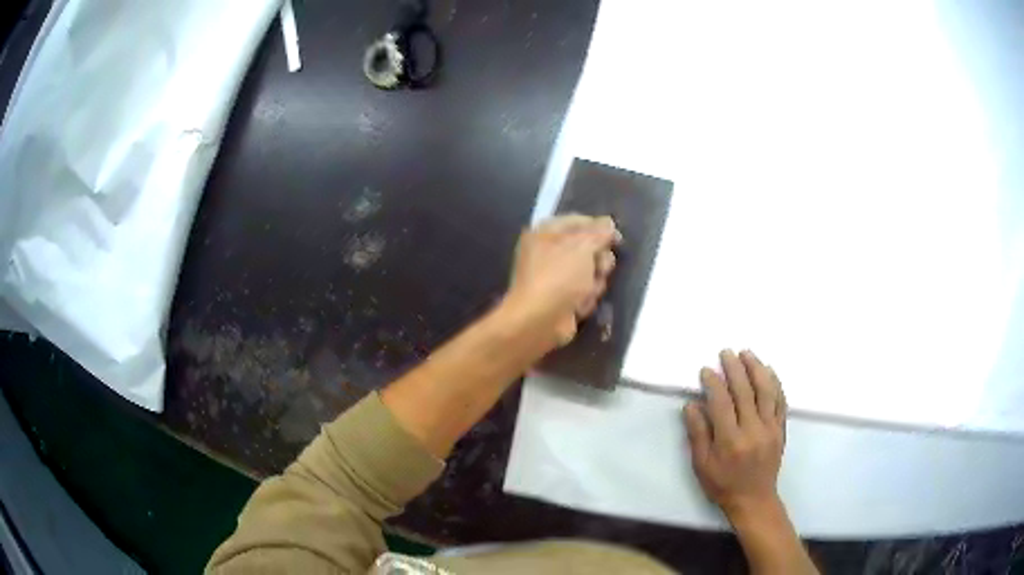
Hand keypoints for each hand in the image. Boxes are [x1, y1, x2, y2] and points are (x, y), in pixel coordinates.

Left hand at [503, 214, 620, 347]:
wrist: (539, 320)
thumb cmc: (558, 276)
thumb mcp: (582, 246)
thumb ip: (599, 232)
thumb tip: (609, 224)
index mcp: (546, 233)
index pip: (579, 221)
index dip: (600, 228)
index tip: (617, 239)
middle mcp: (548, 252)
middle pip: (588, 249)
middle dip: (599, 260)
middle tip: (599, 268)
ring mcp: (555, 277)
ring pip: (590, 272)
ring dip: (594, 282)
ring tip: (586, 292)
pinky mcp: (562, 299)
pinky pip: (584, 292)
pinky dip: (585, 299)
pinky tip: (579, 306)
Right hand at [684, 349, 786, 522]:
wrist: (753, 499)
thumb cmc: (722, 484)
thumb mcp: (702, 465)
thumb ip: (698, 434)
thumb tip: (692, 405)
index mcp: (730, 441)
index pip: (722, 403)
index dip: (714, 383)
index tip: (706, 369)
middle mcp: (753, 430)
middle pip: (745, 392)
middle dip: (735, 368)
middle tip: (726, 352)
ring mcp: (770, 428)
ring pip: (766, 391)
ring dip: (757, 369)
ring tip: (747, 353)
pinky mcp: (781, 429)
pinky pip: (781, 401)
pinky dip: (775, 383)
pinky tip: (769, 371)